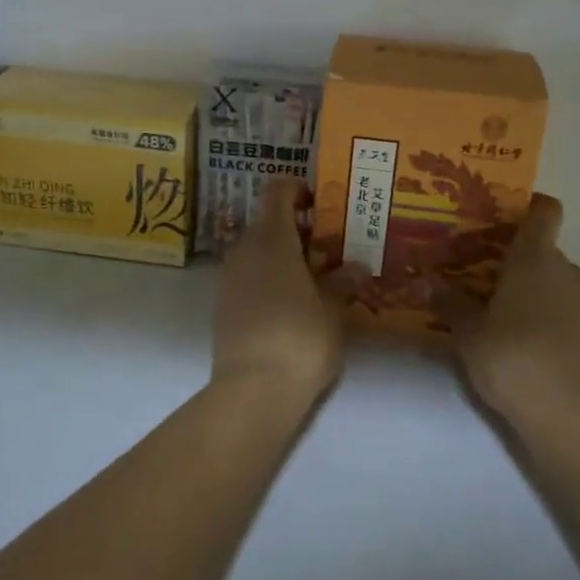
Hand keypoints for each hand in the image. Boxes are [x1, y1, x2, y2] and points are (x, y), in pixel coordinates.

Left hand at [212, 179, 353, 402]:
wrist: (253, 390)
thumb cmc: (301, 339)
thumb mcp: (333, 310)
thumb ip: (343, 283)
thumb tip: (357, 266)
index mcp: (272, 239)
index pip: (277, 192)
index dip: (297, 189)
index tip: (320, 202)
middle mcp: (244, 250)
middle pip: (266, 221)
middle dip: (295, 227)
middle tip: (327, 246)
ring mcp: (228, 278)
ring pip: (255, 250)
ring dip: (280, 254)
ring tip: (312, 277)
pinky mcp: (222, 305)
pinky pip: (246, 276)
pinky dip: (266, 277)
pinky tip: (290, 303)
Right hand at [444, 194, 579, 427]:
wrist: (569, 414)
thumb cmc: (511, 358)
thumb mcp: (468, 332)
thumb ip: (449, 302)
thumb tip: (426, 280)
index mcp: (534, 259)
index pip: (544, 211)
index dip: (529, 206)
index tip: (503, 217)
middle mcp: (566, 271)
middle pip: (543, 250)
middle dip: (515, 259)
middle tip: (481, 277)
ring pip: (556, 282)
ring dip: (532, 290)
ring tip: (500, 315)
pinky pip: (568, 311)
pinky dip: (549, 317)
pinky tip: (527, 346)